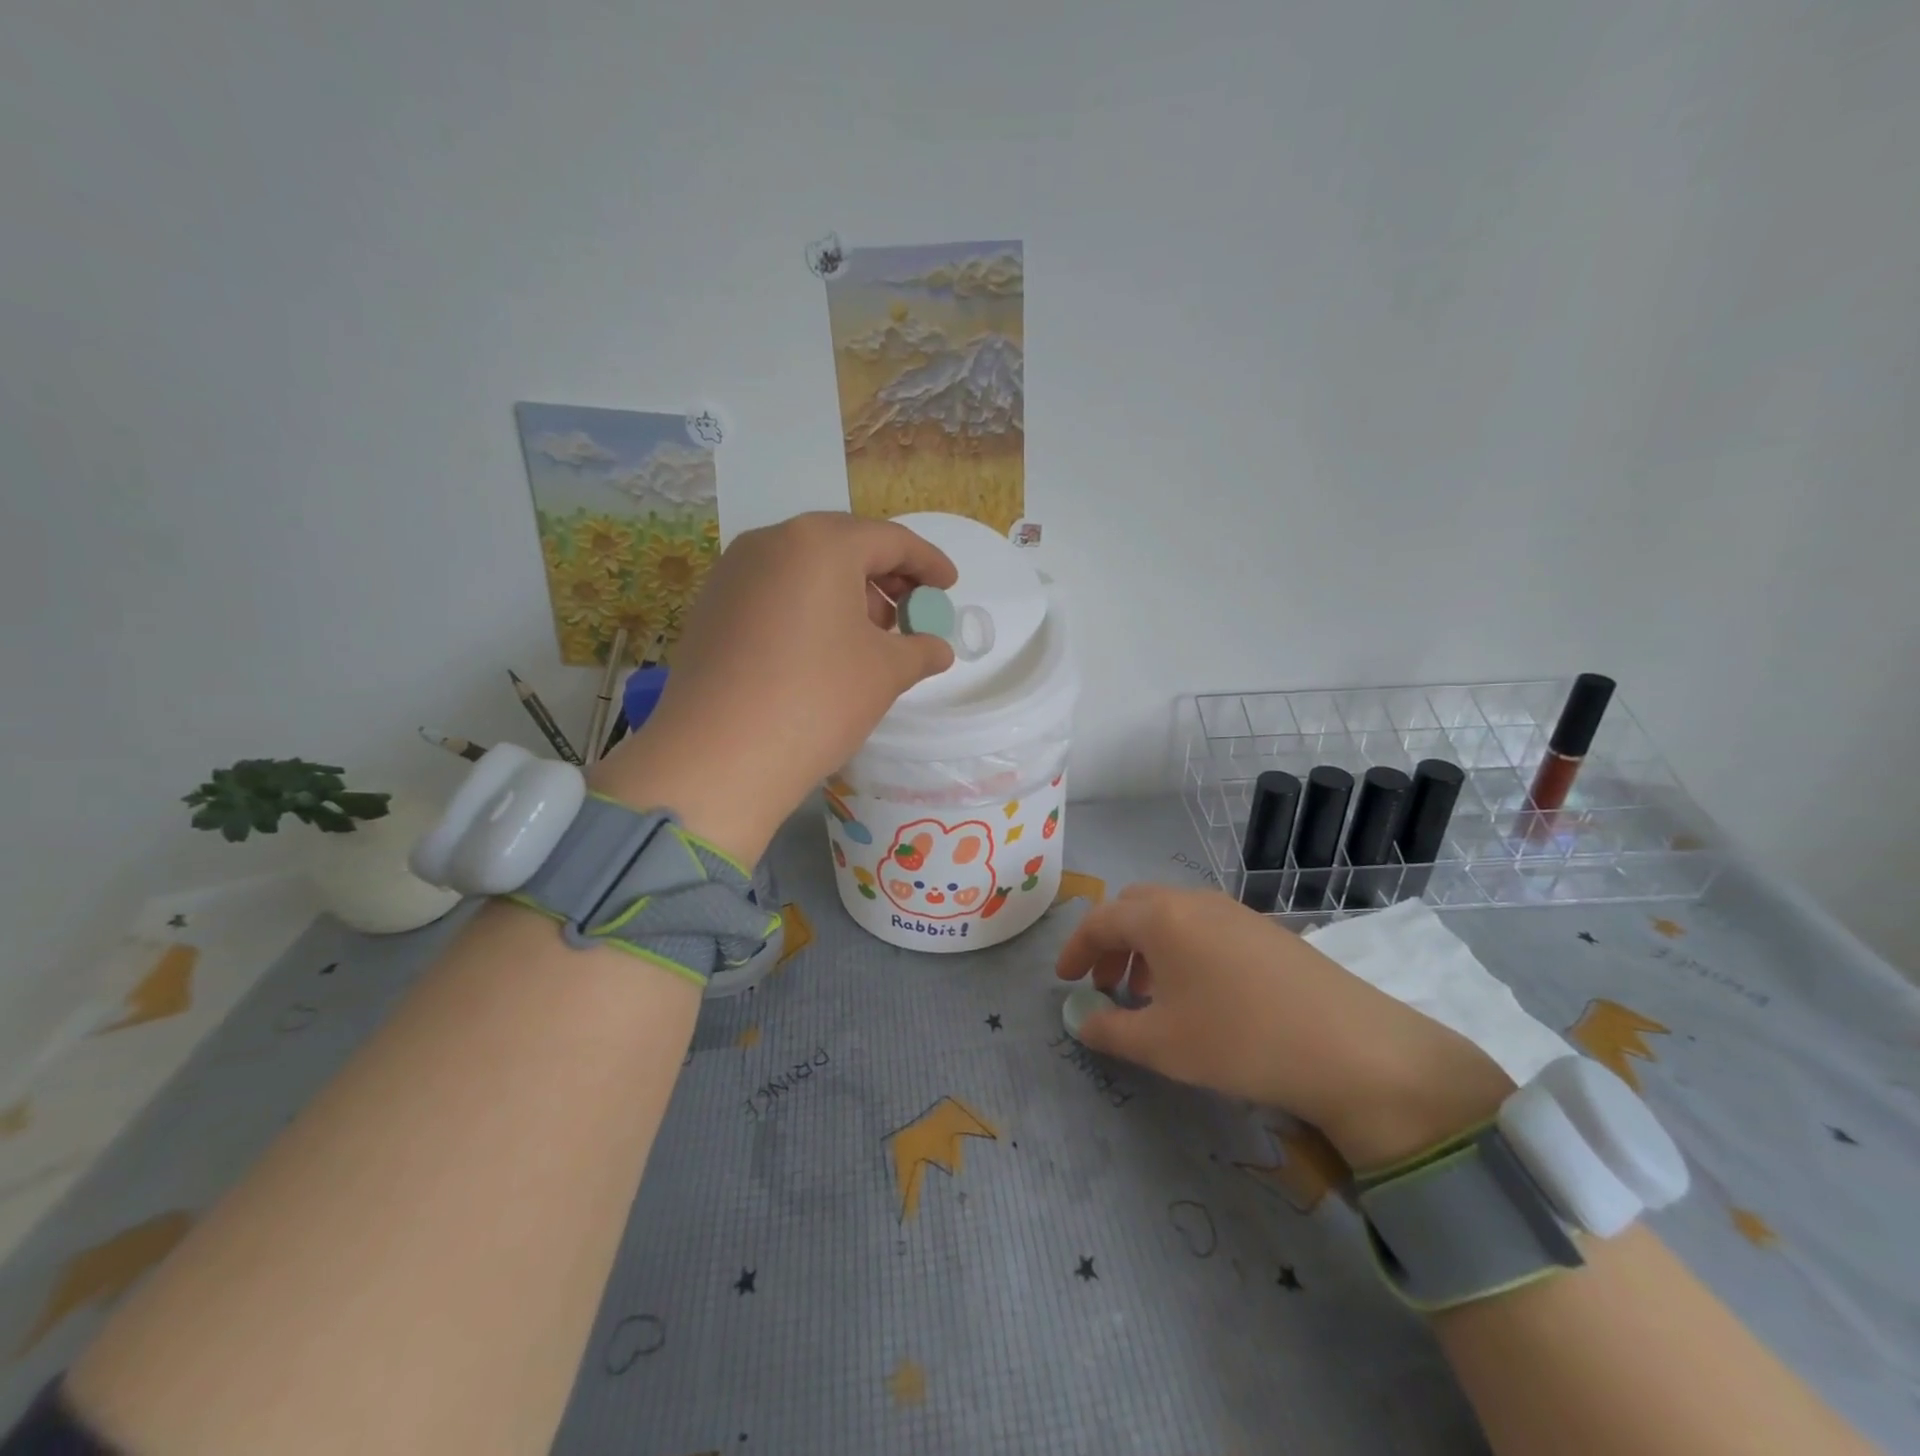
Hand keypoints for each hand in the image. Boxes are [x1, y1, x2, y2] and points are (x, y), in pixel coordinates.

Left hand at [593, 513, 955, 863]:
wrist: (718, 756)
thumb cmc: (817, 699)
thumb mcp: (884, 673)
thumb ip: (919, 649)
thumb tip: (936, 648)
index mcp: (820, 543)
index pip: (889, 540)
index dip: (927, 563)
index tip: (949, 586)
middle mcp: (770, 542)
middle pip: (843, 546)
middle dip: (885, 577)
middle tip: (911, 613)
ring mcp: (732, 573)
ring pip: (805, 568)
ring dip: (846, 593)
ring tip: (870, 636)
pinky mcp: (711, 607)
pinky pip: (774, 592)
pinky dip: (808, 607)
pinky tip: (822, 648)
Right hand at [1055, 885, 1515, 1169]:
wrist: (1349, 1046)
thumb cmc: (1238, 1038)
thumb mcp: (1161, 1044)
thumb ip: (1110, 1031)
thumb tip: (1082, 1021)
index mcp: (1161, 916)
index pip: (1100, 919)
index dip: (1076, 949)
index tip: (1064, 980)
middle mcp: (1193, 900)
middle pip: (1134, 908)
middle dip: (1111, 942)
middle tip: (1104, 983)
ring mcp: (1233, 910)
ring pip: (1171, 916)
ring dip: (1146, 947)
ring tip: (1147, 994)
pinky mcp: (1264, 929)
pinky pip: (1203, 927)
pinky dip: (1180, 950)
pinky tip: (1196, 994)